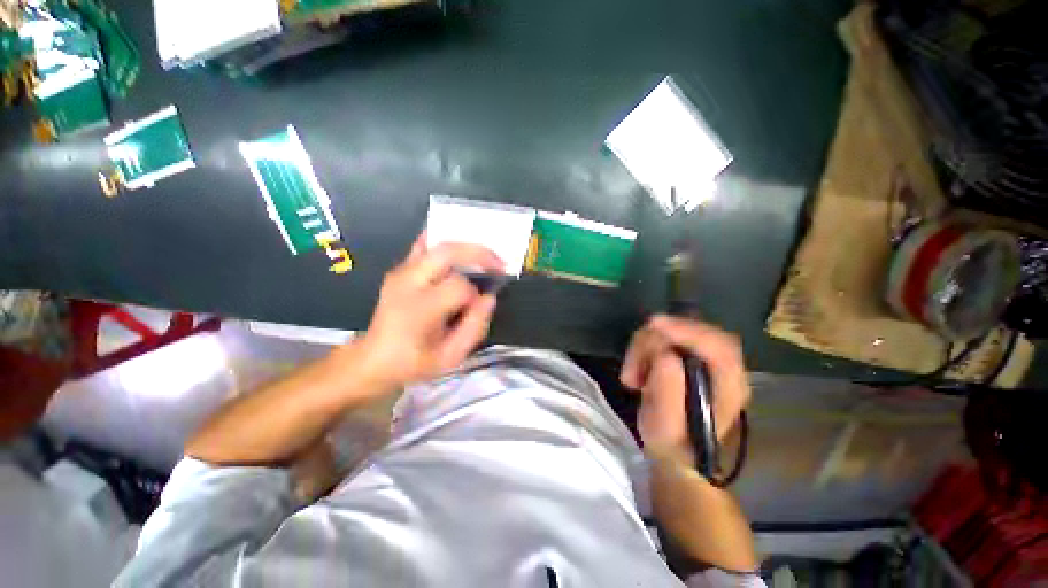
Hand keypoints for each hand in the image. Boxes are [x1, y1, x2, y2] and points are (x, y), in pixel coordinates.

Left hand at [354, 233, 503, 390]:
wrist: (373, 360)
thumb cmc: (414, 363)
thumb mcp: (451, 357)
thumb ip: (475, 327)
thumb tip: (489, 298)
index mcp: (419, 309)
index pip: (458, 286)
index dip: (475, 295)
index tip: (477, 307)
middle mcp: (408, 283)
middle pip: (447, 252)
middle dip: (479, 253)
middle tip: (499, 264)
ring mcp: (401, 272)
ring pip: (437, 244)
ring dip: (466, 247)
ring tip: (485, 258)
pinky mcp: (399, 270)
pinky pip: (423, 246)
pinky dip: (444, 242)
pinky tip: (459, 250)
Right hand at [620, 316, 750, 461]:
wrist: (675, 449)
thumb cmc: (673, 445)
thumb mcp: (664, 429)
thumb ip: (668, 395)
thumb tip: (665, 355)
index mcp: (730, 389)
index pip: (721, 348)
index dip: (689, 332)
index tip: (654, 326)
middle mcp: (724, 368)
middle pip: (695, 331)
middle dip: (656, 341)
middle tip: (632, 368)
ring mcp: (705, 357)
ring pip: (674, 329)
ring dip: (644, 347)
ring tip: (632, 377)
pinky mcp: (688, 352)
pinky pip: (663, 334)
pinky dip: (643, 347)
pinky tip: (637, 370)